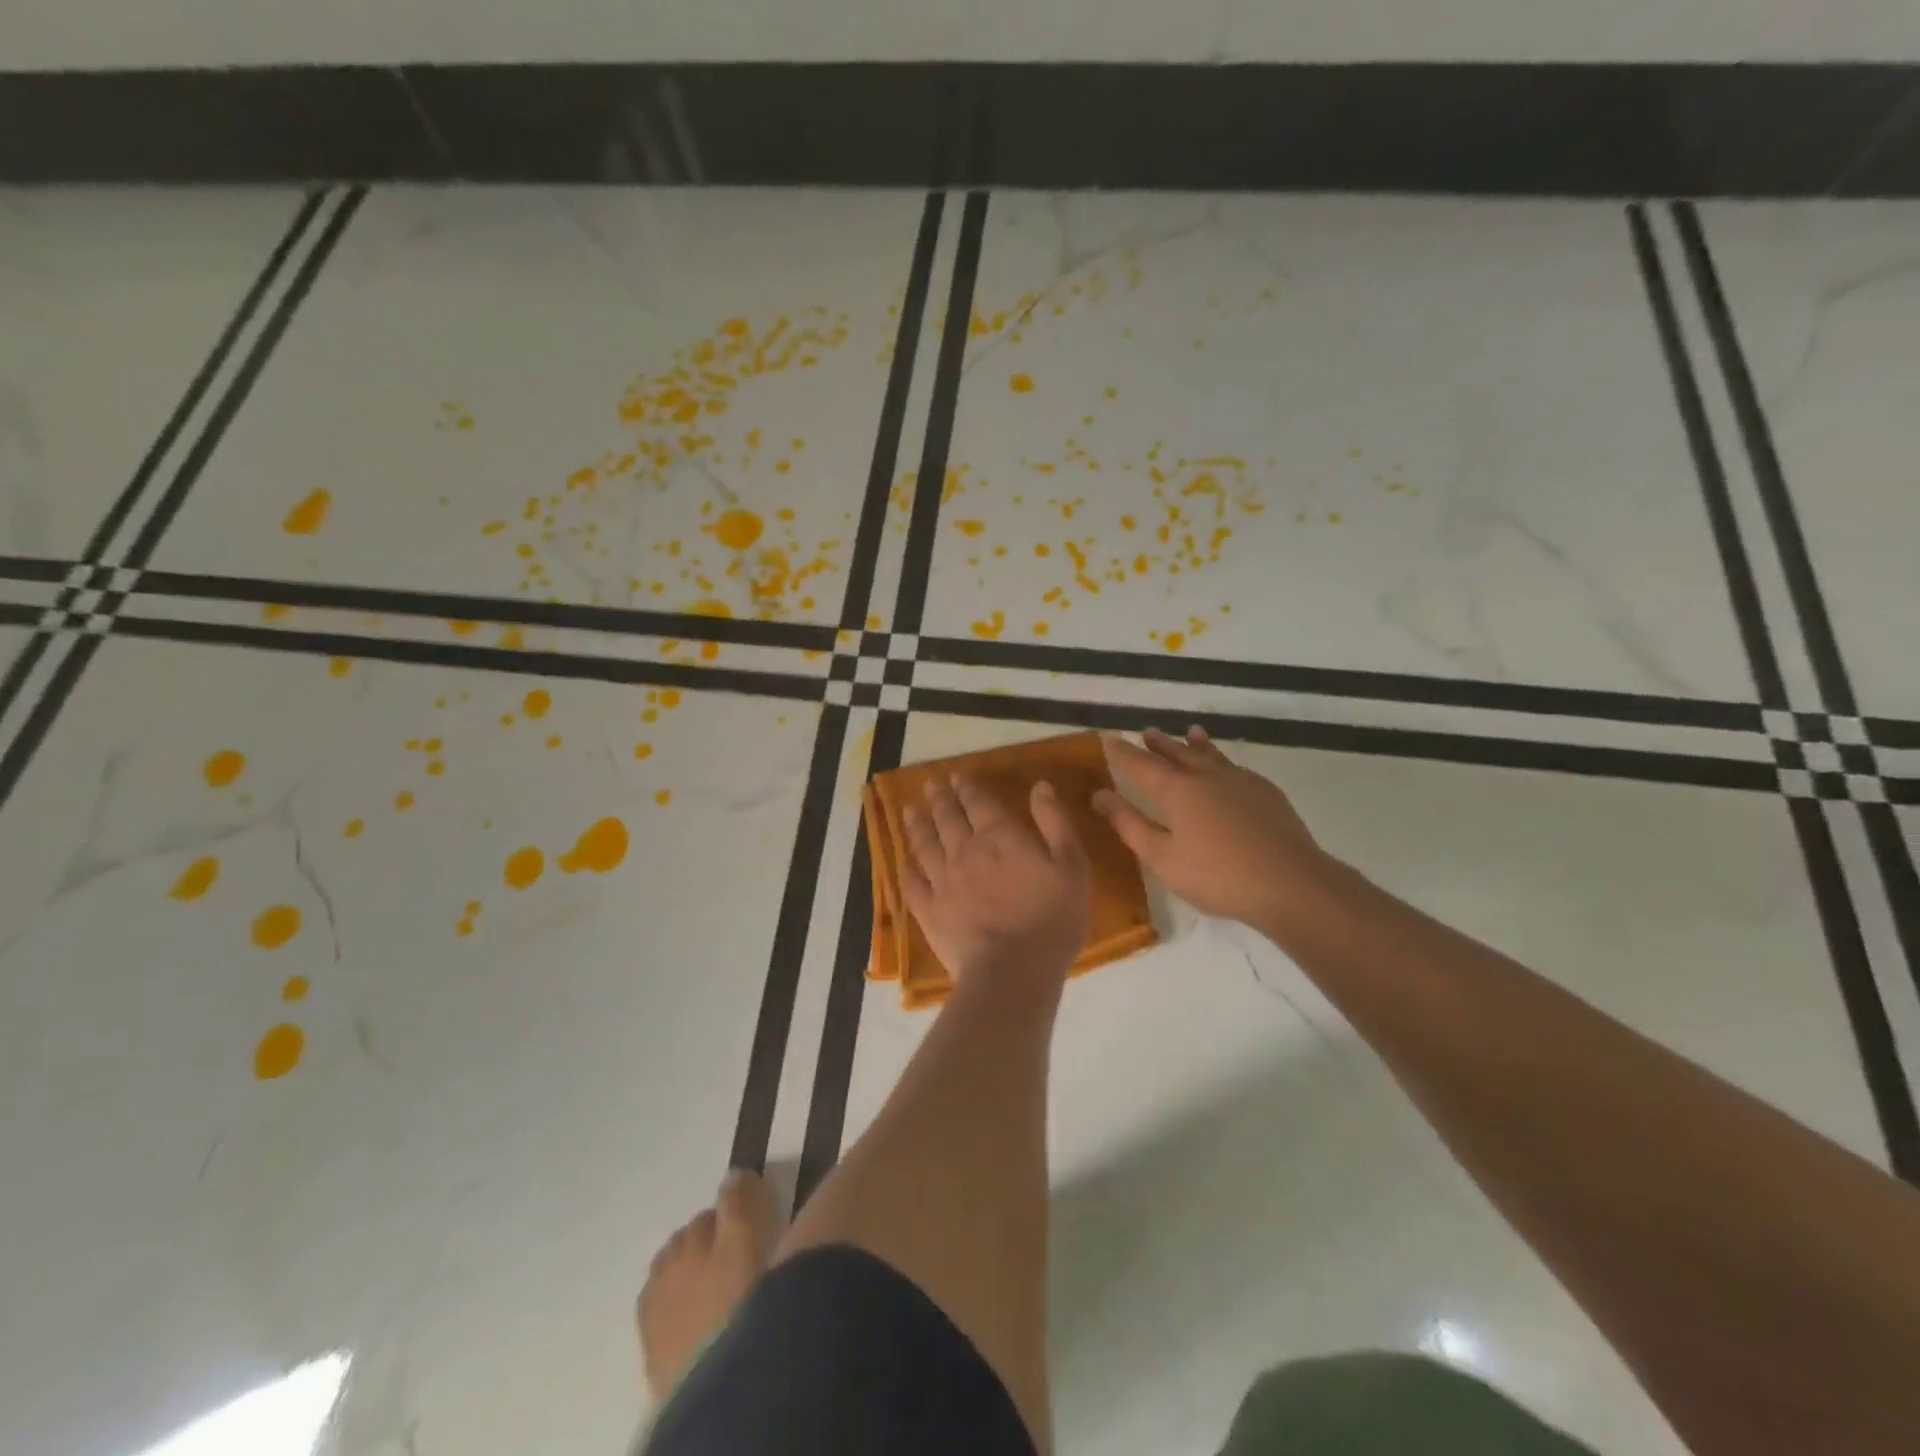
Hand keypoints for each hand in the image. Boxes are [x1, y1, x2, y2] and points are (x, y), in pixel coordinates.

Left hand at [900, 773, 1090, 995]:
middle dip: (939, 799)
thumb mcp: (1071, 866)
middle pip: (948, 818)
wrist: (1013, 971)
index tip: (956, 776)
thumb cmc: (1051, 919)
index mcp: (999, 837)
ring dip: (917, 825)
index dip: (967, 787)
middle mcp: (965, 851)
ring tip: (909, 810)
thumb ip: (1054, 823)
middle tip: (930, 784)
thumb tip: (1039, 786)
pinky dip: (906, 869)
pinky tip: (903, 861)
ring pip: (925, 845)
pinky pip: (912, 884)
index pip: (979, 803)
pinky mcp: (929, 911)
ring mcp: (942, 881)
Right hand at [1094, 727, 1336, 932]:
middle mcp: (1206, 776)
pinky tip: (1227, 767)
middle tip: (1147, 731)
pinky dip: (1223, 759)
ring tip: (1190, 732)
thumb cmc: (1217, 876)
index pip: (1140, 764)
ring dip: (1195, 744)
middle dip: (1159, 744)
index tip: (1107, 737)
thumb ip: (1129, 824)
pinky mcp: (1266, 793)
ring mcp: (1240, 781)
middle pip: (1177, 753)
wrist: (1291, 883)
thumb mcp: (1162, 857)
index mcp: (1177, 790)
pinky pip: (1235, 766)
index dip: (1122, 752)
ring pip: (1211, 755)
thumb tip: (1099, 794)